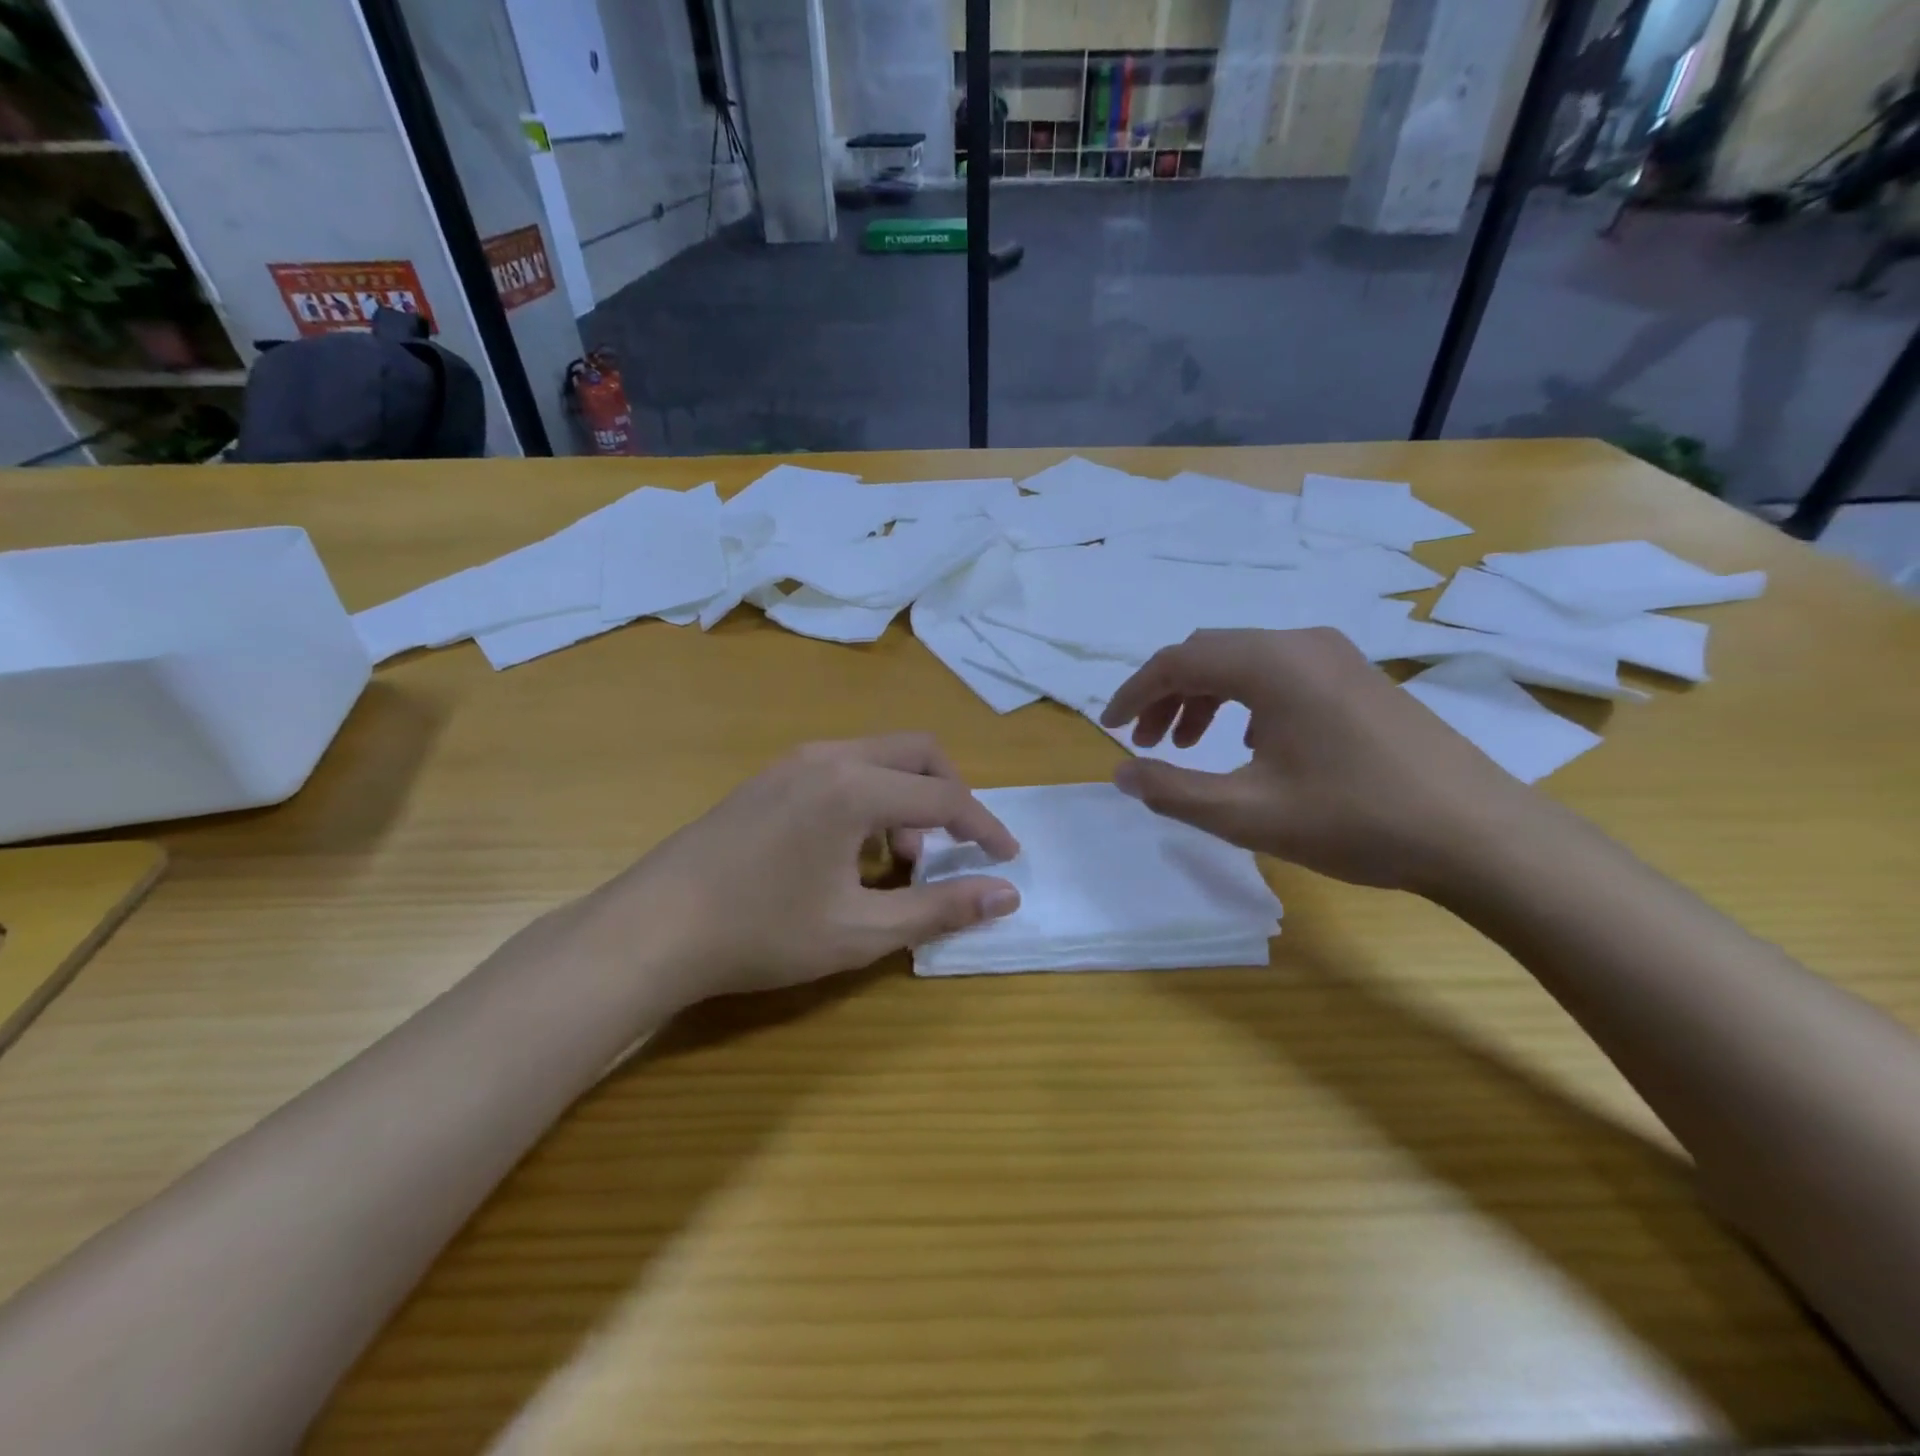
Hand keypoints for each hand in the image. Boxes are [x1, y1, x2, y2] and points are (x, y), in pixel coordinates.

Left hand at [573, 734, 1020, 1002]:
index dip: (984, 827)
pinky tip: (848, 851)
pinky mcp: (770, 777)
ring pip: (878, 757)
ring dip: (906, 797)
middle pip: (917, 751)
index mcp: (855, 787)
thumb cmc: (762, 933)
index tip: (1007, 857)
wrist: (653, 928)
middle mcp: (829, 757)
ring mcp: (794, 761)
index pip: (945, 796)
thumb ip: (940, 908)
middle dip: (948, 794)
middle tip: (950, 848)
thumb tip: (1006, 894)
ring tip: (894, 862)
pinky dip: (870, 796)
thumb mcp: (861, 931)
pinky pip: (843, 768)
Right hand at [1100, 628, 1536, 893]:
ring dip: (1204, 697)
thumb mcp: (1247, 813)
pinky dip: (1244, 700)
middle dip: (1167, 694)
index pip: (1178, 660)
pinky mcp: (1359, 677)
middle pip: (1209, 653)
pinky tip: (1248, 744)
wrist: (1479, 835)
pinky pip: (1280, 673)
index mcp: (1271, 664)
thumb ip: (1173, 790)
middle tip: (1147, 743)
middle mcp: (1301, 643)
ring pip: (1245, 662)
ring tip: (1188, 745)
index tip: (1109, 729)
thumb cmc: (1355, 820)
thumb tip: (1121, 773)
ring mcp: (1336, 656)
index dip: (1134, 693)